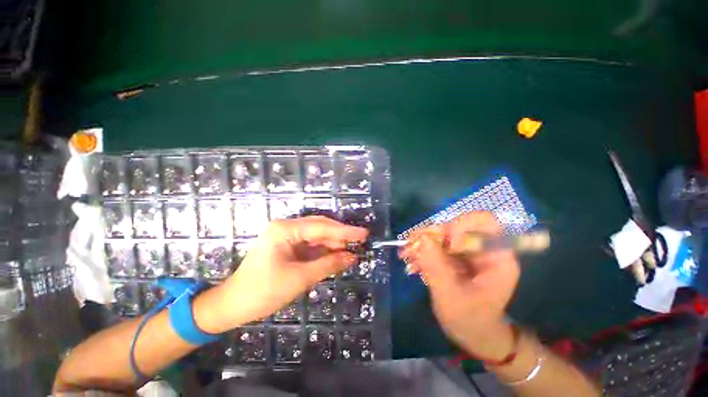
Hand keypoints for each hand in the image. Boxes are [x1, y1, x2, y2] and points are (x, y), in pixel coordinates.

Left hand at [213, 216, 367, 330]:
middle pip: (320, 227)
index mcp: (285, 229)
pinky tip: (337, 254)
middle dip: (340, 235)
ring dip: (333, 243)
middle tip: (361, 240)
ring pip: (317, 235)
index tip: (363, 233)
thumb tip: (352, 257)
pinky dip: (324, 250)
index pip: (322, 227)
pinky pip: (311, 244)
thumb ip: (328, 264)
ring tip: (352, 249)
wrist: (233, 305)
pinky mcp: (287, 246)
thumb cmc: (263, 291)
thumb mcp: (300, 278)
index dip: (345, 231)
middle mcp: (286, 227)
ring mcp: (286, 236)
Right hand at [399, 212, 519, 361]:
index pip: (485, 222)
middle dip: (432, 234)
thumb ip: (436, 267)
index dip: (462, 226)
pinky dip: (422, 249)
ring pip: (443, 233)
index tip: (446, 244)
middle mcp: (483, 248)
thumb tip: (422, 238)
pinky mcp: (454, 255)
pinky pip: (436, 243)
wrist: (473, 333)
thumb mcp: (451, 296)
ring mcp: (467, 250)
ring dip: (422, 241)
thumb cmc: (470, 320)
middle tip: (410, 246)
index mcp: (497, 257)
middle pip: (457, 225)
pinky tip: (410, 260)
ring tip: (406, 254)